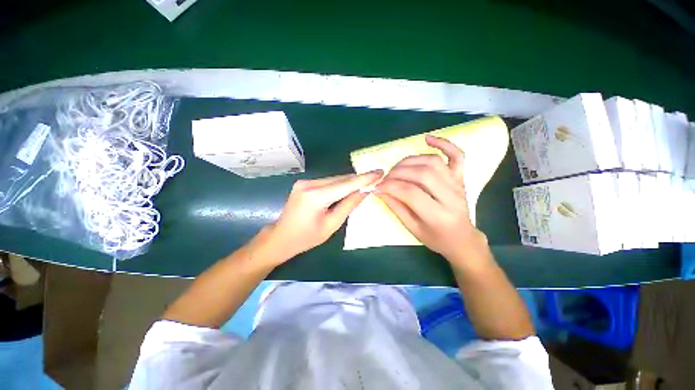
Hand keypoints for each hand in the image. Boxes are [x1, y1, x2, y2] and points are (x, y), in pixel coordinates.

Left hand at [262, 171, 383, 263]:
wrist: (281, 237)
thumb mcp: (332, 225)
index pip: (346, 184)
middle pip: (340, 179)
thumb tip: (364, 191)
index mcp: (316, 196)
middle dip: (358, 179)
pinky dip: (338, 184)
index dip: (364, 178)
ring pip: (334, 179)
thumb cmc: (307, 238)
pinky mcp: (304, 183)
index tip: (379, 172)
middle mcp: (309, 184)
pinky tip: (347, 188)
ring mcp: (305, 182)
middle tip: (375, 179)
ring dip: (349, 182)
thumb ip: (348, 205)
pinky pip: (327, 182)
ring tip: (364, 184)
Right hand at [375, 135, 485, 262]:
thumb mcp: (412, 228)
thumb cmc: (436, 238)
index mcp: (439, 215)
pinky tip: (426, 138)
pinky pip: (456, 155)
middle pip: (422, 174)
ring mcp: (458, 184)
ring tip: (397, 168)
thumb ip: (396, 207)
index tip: (377, 187)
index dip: (390, 187)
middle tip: (385, 178)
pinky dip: (443, 143)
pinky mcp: (461, 177)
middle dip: (398, 173)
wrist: (462, 238)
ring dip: (410, 161)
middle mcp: (451, 197)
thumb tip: (380, 190)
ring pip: (433, 162)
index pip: (411, 193)